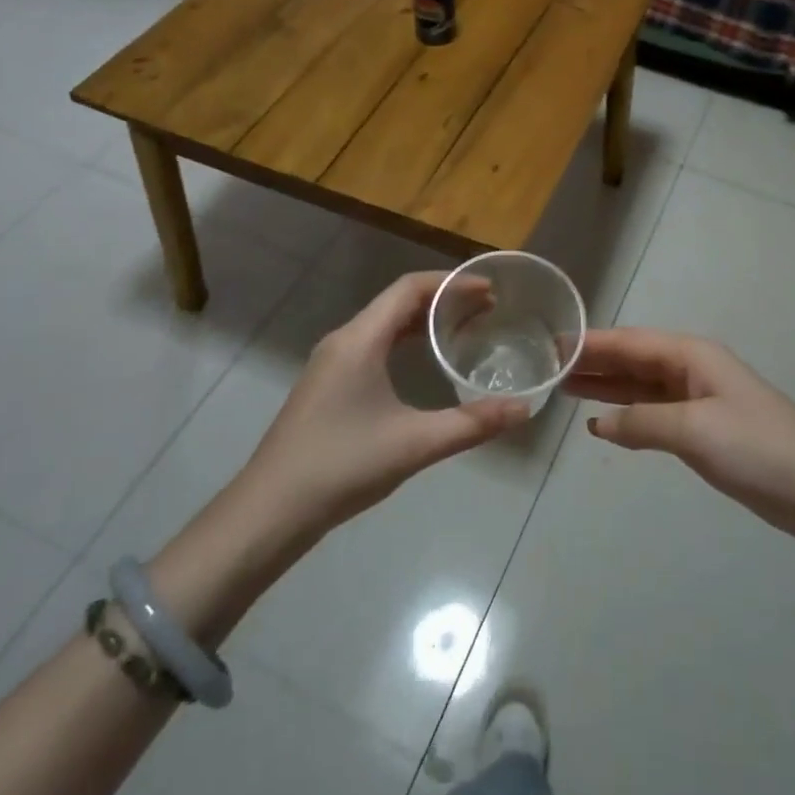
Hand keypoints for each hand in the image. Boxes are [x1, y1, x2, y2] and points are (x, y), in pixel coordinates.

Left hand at [243, 272, 528, 535]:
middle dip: (443, 299)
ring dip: (422, 319)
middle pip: (398, 301)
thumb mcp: (414, 444)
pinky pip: (372, 344)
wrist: (270, 511)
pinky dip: (404, 340)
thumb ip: (471, 424)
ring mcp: (331, 362)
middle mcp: (344, 340)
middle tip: (486, 310)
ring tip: (463, 329)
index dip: (451, 283)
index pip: (410, 288)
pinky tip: (422, 362)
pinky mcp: (327, 384)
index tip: (489, 290)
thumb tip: (524, 409)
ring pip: (384, 323)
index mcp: (360, 340)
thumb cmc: (342, 466)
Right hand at [569, 329, 794, 542]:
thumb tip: (599, 423)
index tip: (551, 344)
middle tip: (547, 366)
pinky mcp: (702, 428)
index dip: (591, 343)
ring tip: (563, 386)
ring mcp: (697, 398)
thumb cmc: (756, 447)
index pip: (630, 343)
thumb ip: (642, 423)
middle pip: (633, 359)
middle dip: (593, 362)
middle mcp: (691, 369)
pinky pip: (653, 412)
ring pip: (640, 385)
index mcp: (692, 355)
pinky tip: (601, 421)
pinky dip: (627, 414)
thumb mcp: (695, 430)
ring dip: (605, 386)